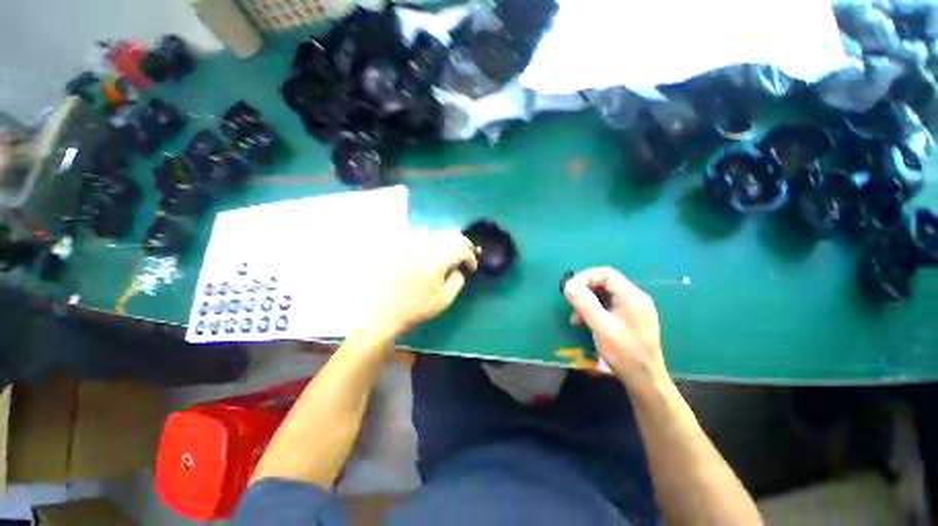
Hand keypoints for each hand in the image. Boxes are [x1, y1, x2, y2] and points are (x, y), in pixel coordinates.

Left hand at [372, 231, 476, 334]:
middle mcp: (426, 247)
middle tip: (466, 257)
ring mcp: (413, 246)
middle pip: (451, 236)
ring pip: (437, 235)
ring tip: (452, 256)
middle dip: (462, 245)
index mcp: (438, 259)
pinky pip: (423, 238)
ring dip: (449, 243)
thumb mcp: (444, 300)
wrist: (385, 310)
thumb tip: (458, 270)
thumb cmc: (417, 307)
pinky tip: (434, 254)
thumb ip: (457, 281)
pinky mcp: (403, 249)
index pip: (461, 248)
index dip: (470, 257)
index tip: (472, 268)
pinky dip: (434, 243)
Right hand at [563, 267, 667, 389]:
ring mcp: (632, 308)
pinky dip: (593, 309)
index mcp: (632, 296)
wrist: (644, 380)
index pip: (606, 274)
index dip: (585, 277)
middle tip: (570, 301)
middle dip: (584, 289)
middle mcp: (634, 297)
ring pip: (604, 294)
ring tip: (575, 316)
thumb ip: (585, 303)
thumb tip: (568, 284)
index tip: (569, 289)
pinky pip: (607, 305)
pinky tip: (583, 321)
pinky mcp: (628, 318)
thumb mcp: (601, 327)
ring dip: (587, 300)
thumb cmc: (624, 354)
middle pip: (605, 282)